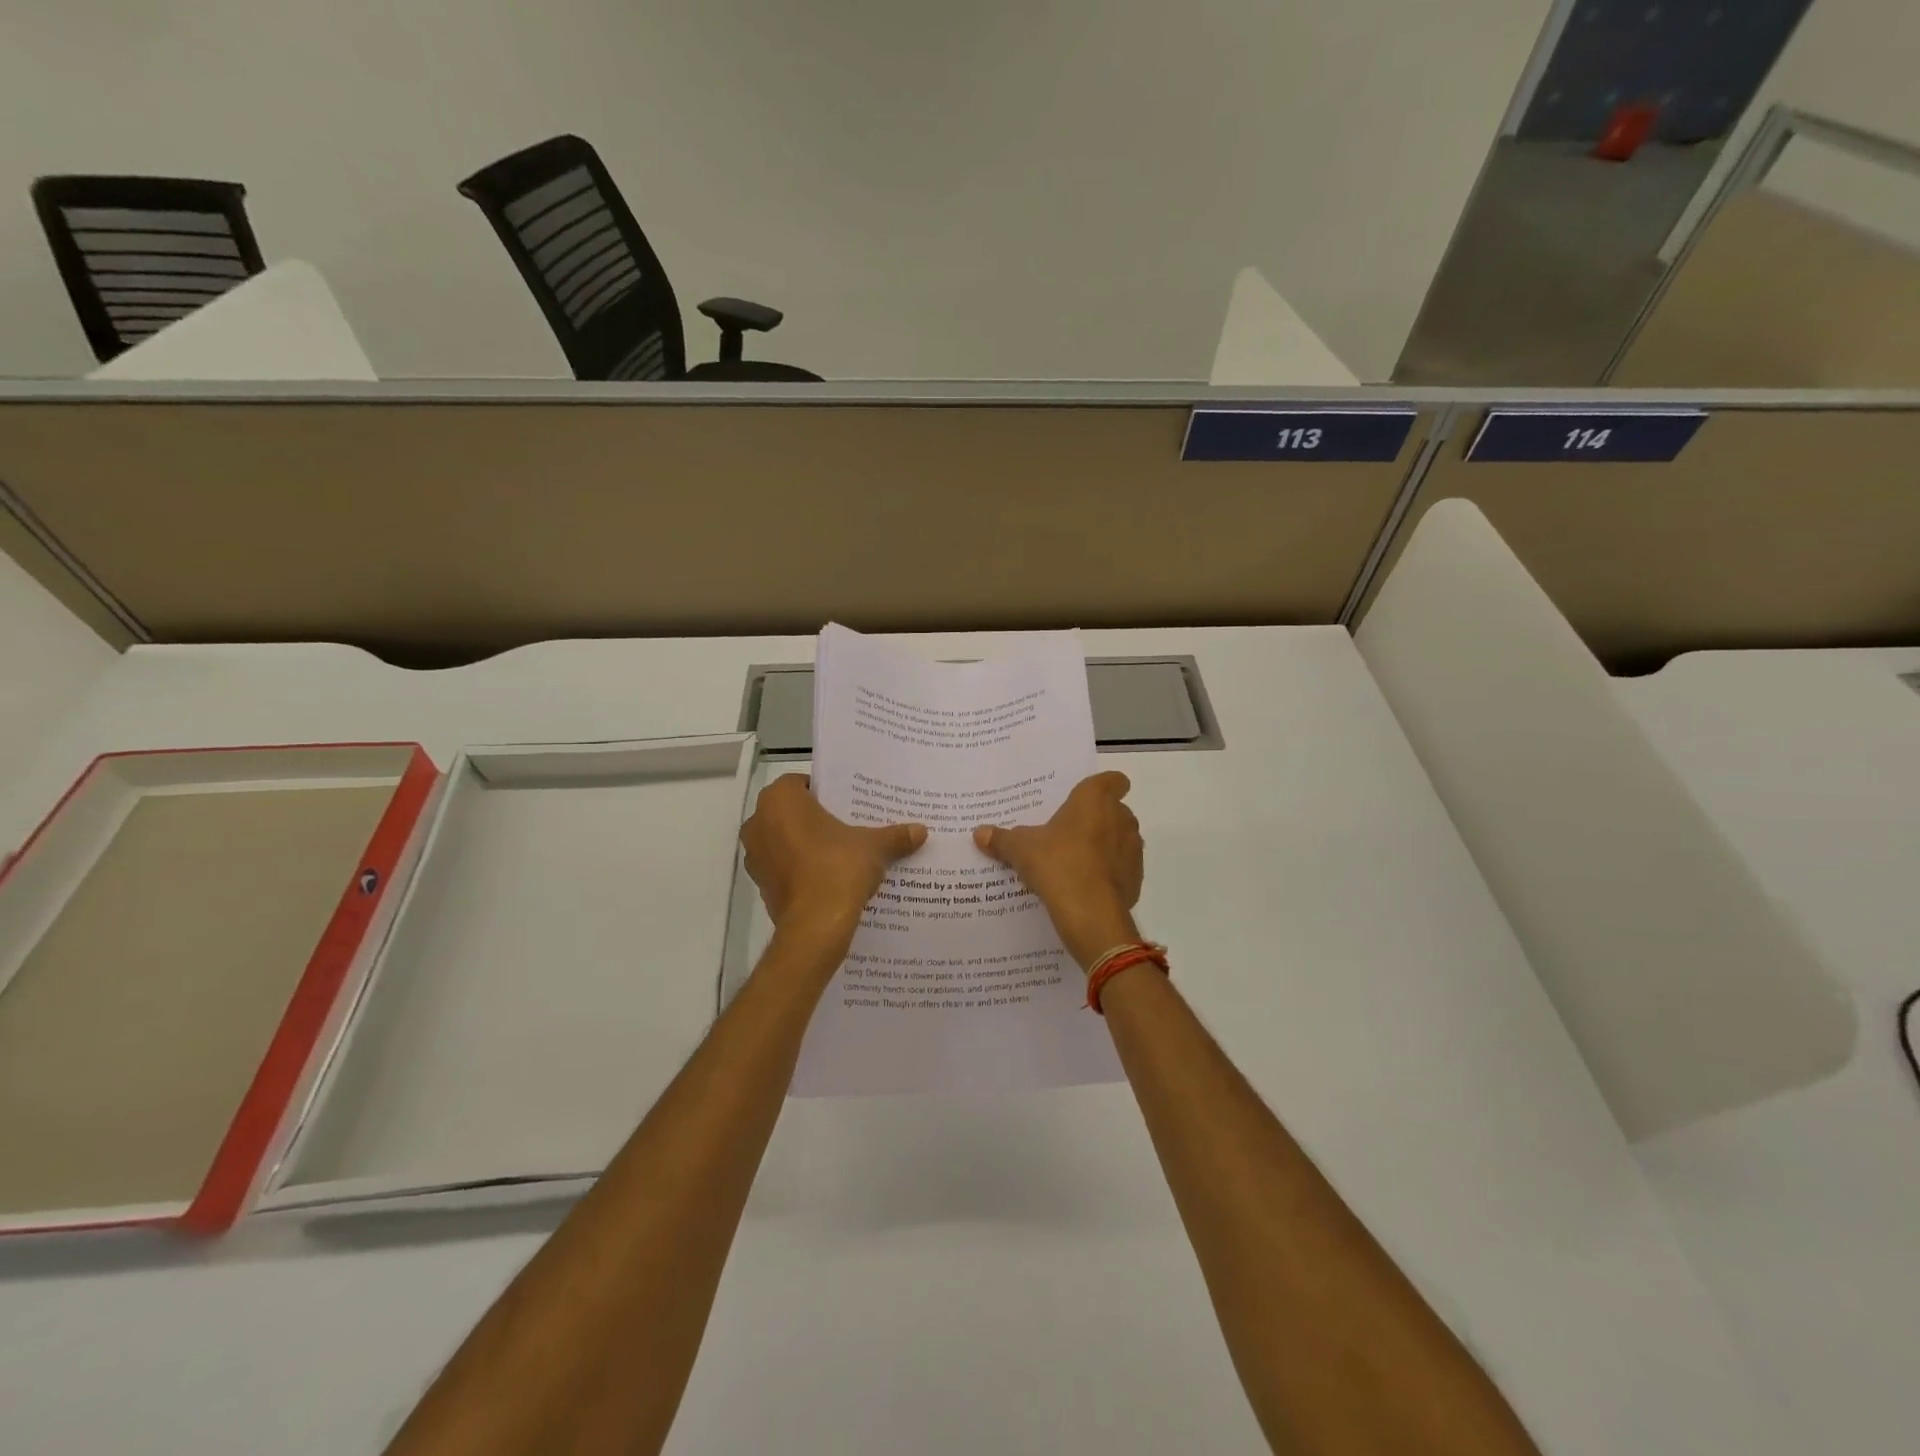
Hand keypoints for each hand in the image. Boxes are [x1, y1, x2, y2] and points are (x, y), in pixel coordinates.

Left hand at [741, 775, 925, 955]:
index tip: (848, 804)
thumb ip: (895, 835)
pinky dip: (801, 870)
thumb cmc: (838, 867)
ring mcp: (755, 856)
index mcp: (780, 799)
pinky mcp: (760, 886)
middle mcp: (758, 822)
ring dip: (806, 845)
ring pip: (784, 841)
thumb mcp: (874, 847)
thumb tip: (921, 830)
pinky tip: (828, 878)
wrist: (815, 926)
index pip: (802, 783)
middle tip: (848, 826)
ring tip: (841, 853)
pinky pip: (783, 868)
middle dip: (817, 819)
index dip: (826, 792)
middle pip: (792, 812)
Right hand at [973, 771, 1143, 971]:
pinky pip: (1123, 868)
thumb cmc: (1056, 863)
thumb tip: (978, 833)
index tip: (1087, 797)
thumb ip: (1002, 839)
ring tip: (1076, 860)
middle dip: (1098, 818)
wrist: (1090, 912)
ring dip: (1105, 845)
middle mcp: (1121, 817)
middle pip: (1115, 810)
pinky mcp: (1137, 877)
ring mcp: (1132, 848)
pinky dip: (1110, 872)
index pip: (1113, 780)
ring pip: (1121, 838)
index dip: (1104, 786)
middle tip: (1069, 832)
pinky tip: (1087, 885)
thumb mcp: (1021, 849)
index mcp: (1095, 799)